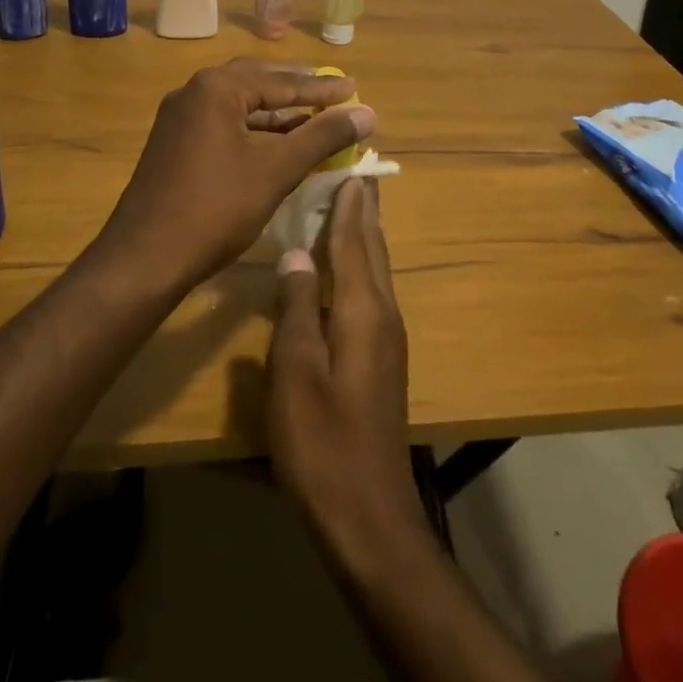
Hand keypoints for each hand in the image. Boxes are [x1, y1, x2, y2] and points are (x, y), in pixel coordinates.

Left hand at [96, 59, 375, 285]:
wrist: (145, 259)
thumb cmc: (215, 208)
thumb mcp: (276, 170)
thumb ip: (322, 137)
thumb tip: (368, 113)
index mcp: (216, 88)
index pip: (281, 82)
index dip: (322, 89)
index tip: (355, 88)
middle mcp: (194, 93)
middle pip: (257, 82)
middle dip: (297, 90)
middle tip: (333, 92)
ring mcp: (180, 119)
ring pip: (240, 105)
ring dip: (277, 112)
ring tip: (314, 119)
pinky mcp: (174, 144)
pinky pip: (224, 124)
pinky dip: (255, 130)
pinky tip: (278, 145)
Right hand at [267, 177, 431, 573]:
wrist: (369, 515)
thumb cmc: (322, 442)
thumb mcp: (294, 373)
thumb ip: (295, 307)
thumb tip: (296, 251)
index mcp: (363, 310)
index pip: (355, 241)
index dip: (350, 204)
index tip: (349, 166)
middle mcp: (383, 315)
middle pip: (374, 250)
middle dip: (365, 211)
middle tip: (356, 174)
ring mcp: (387, 340)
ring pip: (376, 271)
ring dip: (365, 236)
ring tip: (351, 208)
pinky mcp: (382, 360)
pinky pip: (372, 293)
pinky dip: (360, 266)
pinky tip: (345, 271)